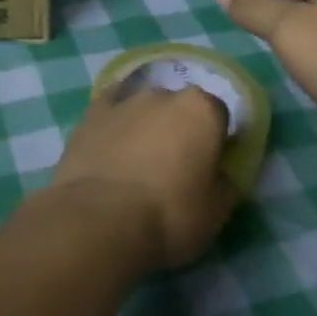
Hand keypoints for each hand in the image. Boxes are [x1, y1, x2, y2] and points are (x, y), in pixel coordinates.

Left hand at [47, 86, 237, 271]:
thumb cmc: (168, 216)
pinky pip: (110, 107)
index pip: (218, 117)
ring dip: (147, 126)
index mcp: (202, 110)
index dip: (215, 142)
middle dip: (180, 130)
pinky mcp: (91, 114)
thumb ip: (226, 183)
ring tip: (137, 164)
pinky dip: (115, 119)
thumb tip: (220, 173)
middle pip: (180, 108)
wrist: (99, 221)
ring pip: (144, 108)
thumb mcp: (216, 212)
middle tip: (174, 168)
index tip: (208, 168)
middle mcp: (164, 94)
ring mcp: (124, 101)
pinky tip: (112, 137)